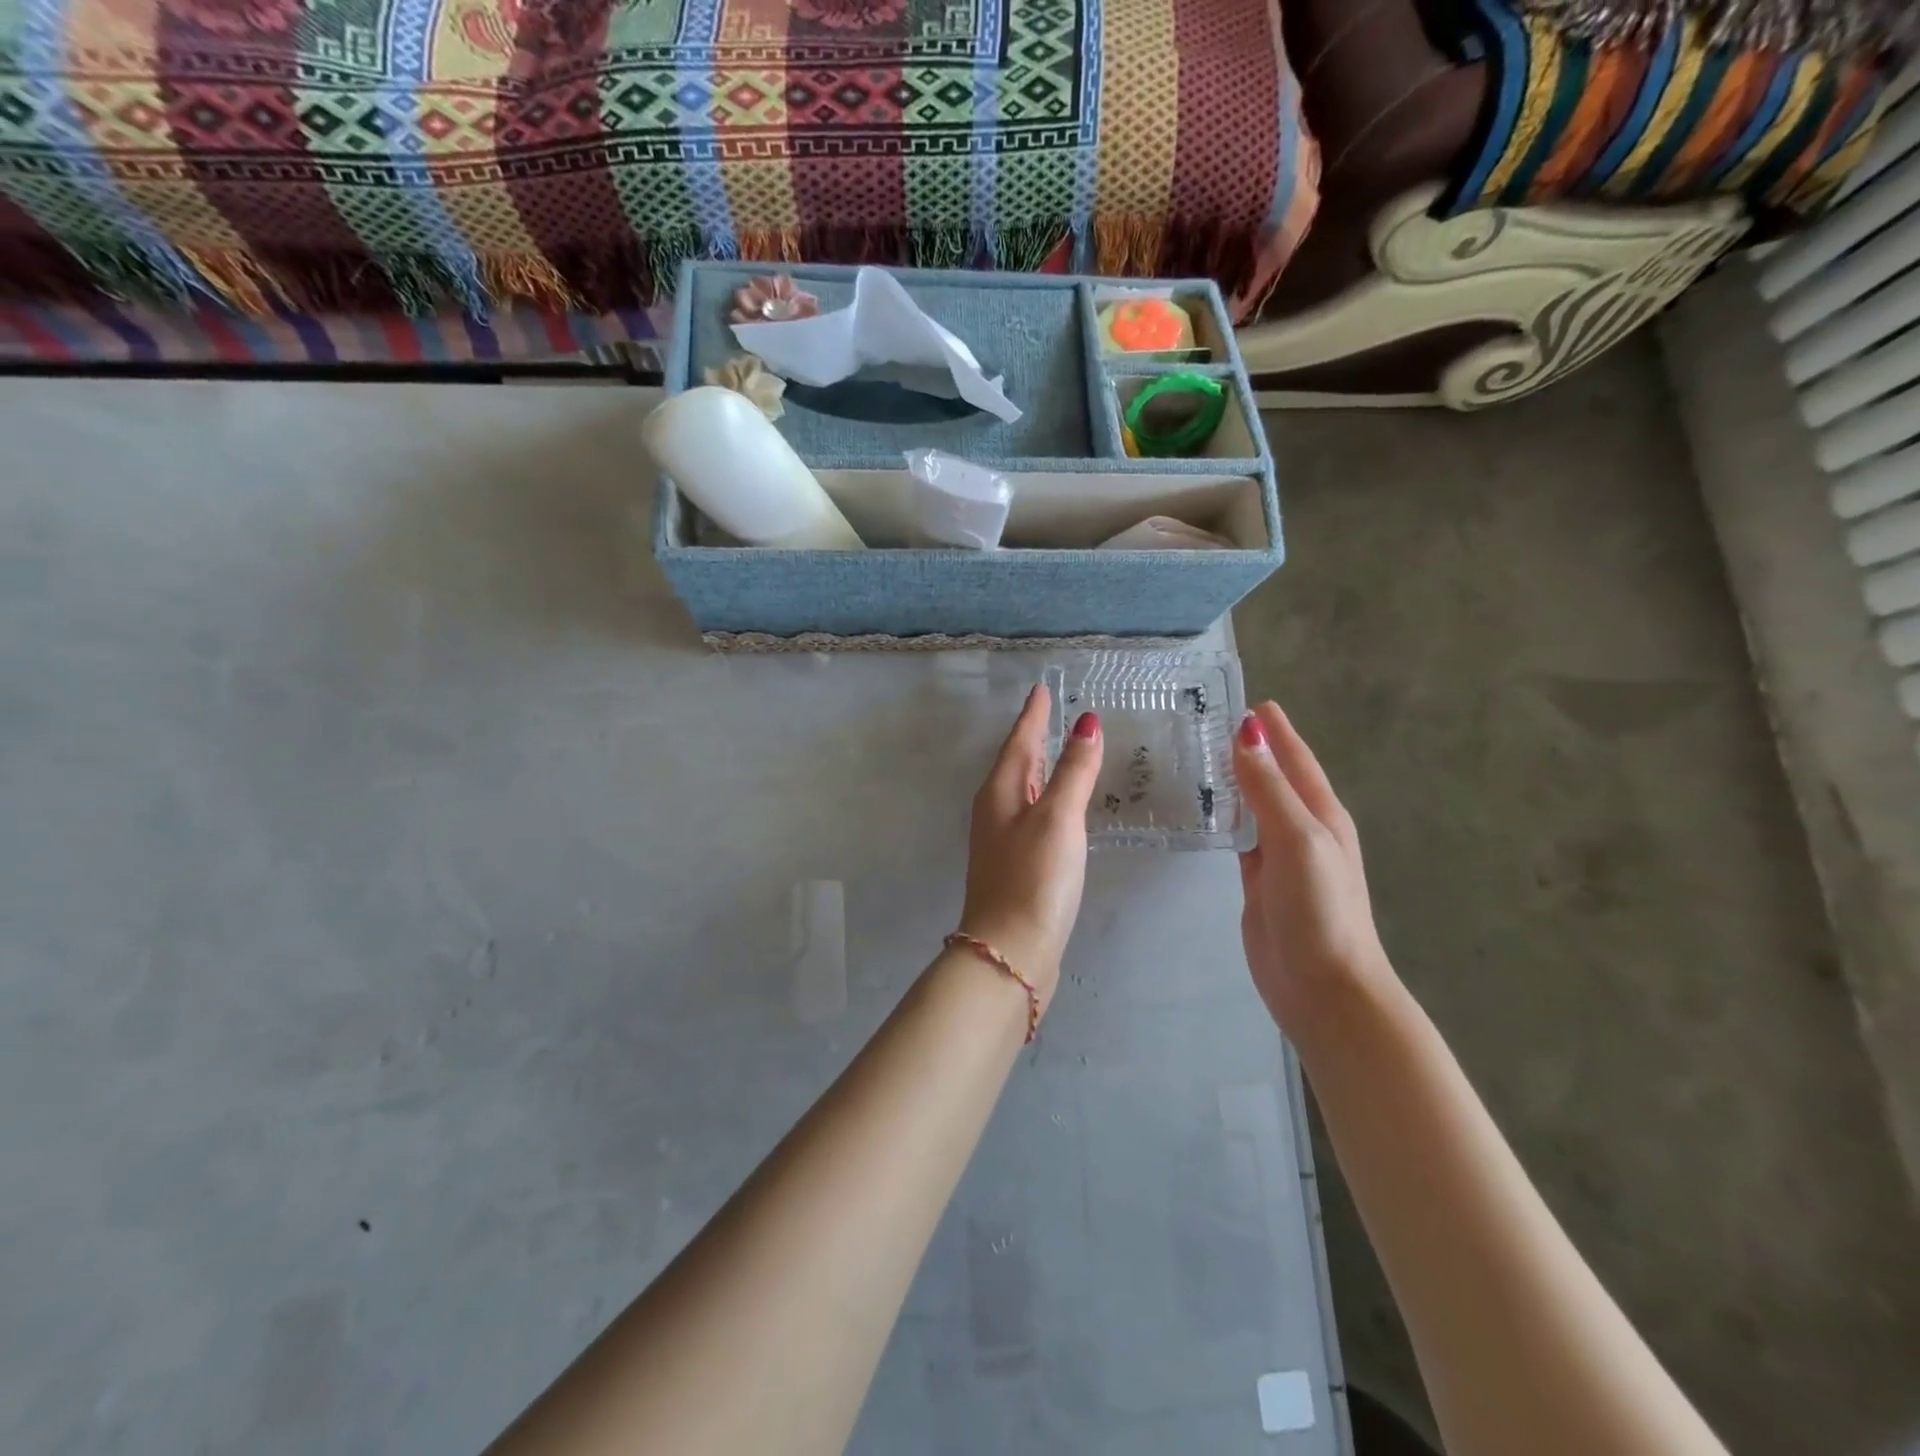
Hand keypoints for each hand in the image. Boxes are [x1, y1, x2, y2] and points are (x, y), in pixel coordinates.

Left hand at [958, 683, 1102, 1004]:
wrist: (1010, 951)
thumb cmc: (1034, 878)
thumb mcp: (1058, 817)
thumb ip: (1073, 771)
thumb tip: (1086, 723)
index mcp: (1000, 792)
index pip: (1019, 740)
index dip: (1033, 714)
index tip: (1040, 689)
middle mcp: (996, 811)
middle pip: (1017, 762)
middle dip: (1034, 737)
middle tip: (1053, 713)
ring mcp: (1004, 840)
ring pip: (1024, 790)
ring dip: (1040, 768)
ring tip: (1060, 750)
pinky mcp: (1017, 866)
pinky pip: (1033, 817)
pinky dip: (1048, 800)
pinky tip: (1061, 807)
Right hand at [1233, 701, 1391, 1030]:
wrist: (1324, 988)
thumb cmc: (1319, 910)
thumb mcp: (1297, 840)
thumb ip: (1269, 787)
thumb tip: (1247, 731)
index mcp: (1320, 811)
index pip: (1293, 755)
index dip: (1270, 727)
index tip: (1236, 698)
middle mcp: (1301, 826)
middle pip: (1272, 774)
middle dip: (1246, 746)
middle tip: (1200, 721)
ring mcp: (1279, 854)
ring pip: (1252, 803)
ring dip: (1231, 779)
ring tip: (1193, 754)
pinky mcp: (1258, 879)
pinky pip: (1238, 834)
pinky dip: (1222, 815)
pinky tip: (1201, 807)